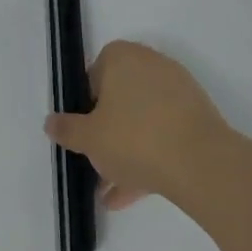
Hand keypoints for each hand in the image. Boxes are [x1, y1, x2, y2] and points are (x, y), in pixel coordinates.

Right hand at [45, 41, 234, 208]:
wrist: (200, 162)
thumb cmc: (134, 138)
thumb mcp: (89, 138)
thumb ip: (67, 129)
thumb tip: (51, 122)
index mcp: (123, 58)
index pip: (96, 71)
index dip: (86, 102)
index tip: (84, 130)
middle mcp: (152, 64)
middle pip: (121, 97)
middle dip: (107, 132)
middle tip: (97, 162)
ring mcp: (178, 89)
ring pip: (143, 120)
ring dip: (127, 151)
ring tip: (112, 191)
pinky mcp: (197, 115)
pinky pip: (164, 133)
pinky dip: (150, 156)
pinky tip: (134, 193)